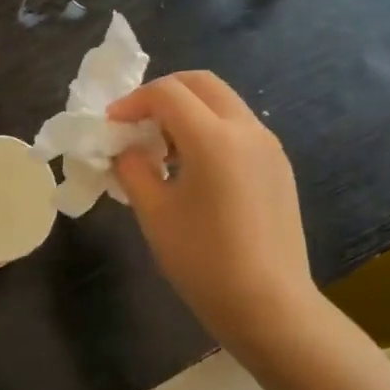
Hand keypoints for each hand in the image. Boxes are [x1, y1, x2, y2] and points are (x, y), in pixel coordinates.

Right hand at [109, 72, 328, 362]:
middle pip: (201, 83)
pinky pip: (238, 128)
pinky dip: (209, 129)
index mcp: (214, 138)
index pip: (167, 93)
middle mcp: (247, 130)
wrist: (269, 306)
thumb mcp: (154, 212)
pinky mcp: (278, 167)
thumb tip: (127, 149)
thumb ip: (133, 169)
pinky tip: (192, 168)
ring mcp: (269, 147)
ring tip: (161, 147)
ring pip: (223, 102)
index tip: (111, 125)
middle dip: (163, 93)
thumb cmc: (203, 260)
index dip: (132, 102)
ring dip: (188, 110)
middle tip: (136, 122)